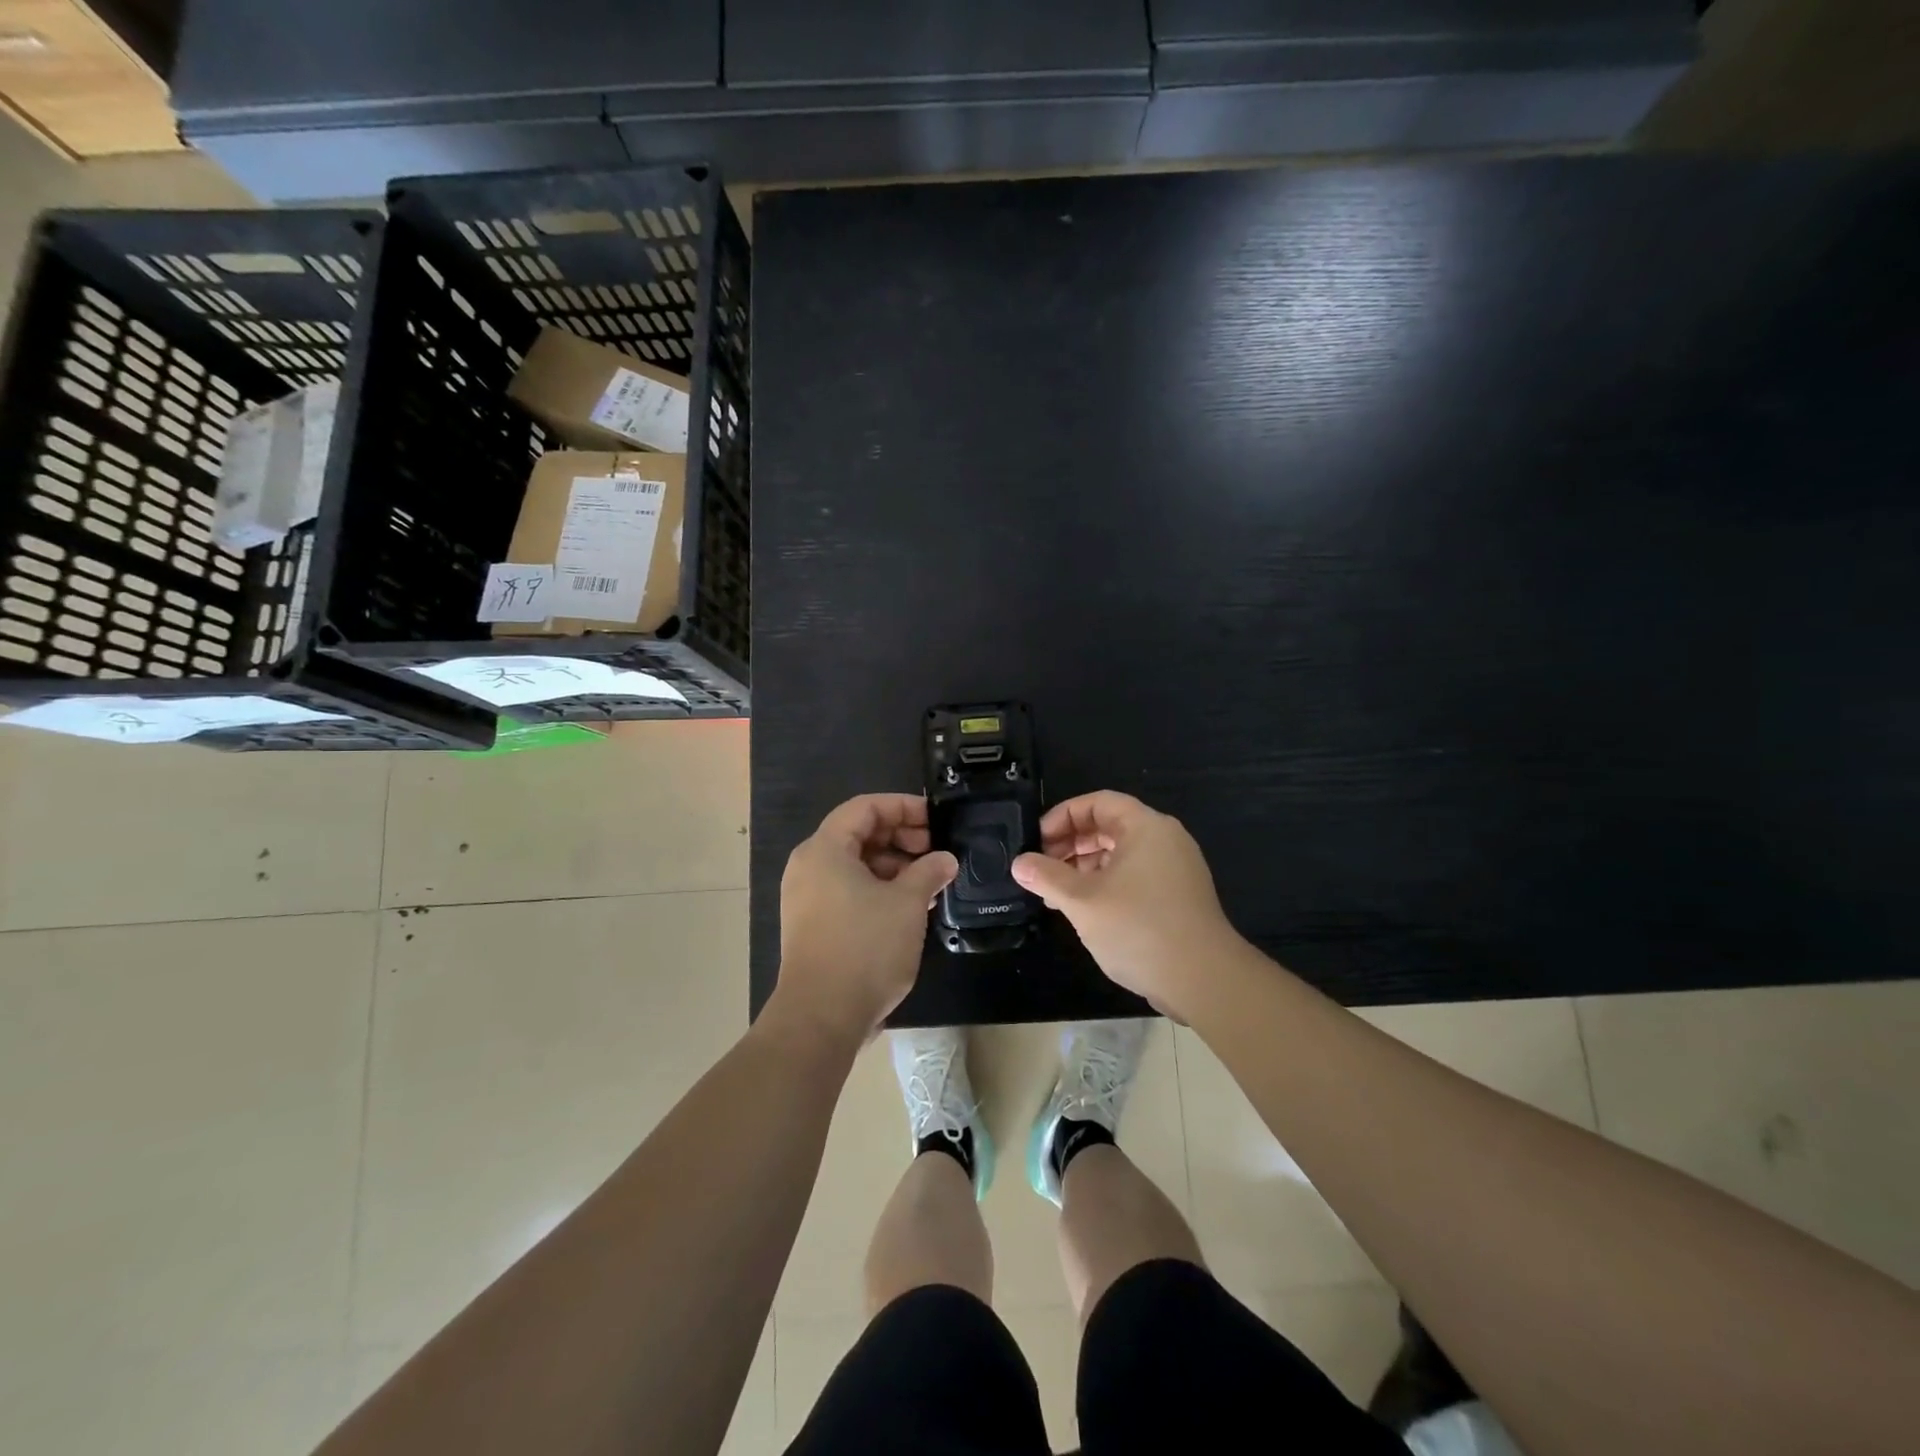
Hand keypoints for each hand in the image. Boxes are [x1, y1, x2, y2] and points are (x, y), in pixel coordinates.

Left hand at [775, 793, 958, 1045]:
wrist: (821, 1017)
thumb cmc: (865, 948)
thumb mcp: (907, 903)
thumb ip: (929, 871)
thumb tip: (945, 859)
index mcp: (825, 849)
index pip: (866, 807)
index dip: (904, 806)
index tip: (936, 820)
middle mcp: (810, 866)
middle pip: (859, 833)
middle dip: (902, 837)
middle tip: (937, 852)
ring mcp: (808, 897)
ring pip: (856, 864)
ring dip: (895, 866)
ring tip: (930, 881)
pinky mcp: (814, 924)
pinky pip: (849, 890)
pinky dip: (879, 889)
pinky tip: (911, 906)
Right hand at [1012, 791, 1239, 1020]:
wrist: (1203, 980)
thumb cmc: (1139, 928)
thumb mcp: (1082, 900)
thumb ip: (1047, 877)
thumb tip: (1019, 863)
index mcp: (1145, 827)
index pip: (1098, 802)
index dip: (1063, 816)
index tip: (1037, 841)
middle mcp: (1164, 840)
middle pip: (1110, 826)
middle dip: (1071, 843)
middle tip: (1042, 868)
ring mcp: (1175, 869)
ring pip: (1121, 854)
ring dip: (1085, 867)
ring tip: (1057, 894)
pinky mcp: (1178, 896)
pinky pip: (1135, 875)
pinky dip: (1106, 883)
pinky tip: (1085, 910)